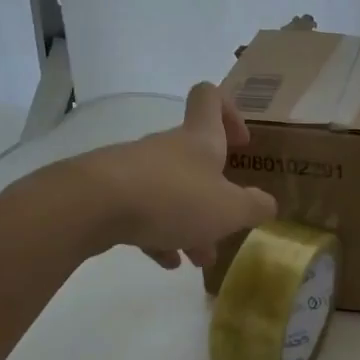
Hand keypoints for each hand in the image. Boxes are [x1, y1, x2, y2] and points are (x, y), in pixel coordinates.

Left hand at [75, 83, 277, 266]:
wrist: (91, 206)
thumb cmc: (172, 198)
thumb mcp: (229, 209)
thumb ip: (254, 207)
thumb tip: (268, 204)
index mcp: (199, 140)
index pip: (210, 98)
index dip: (229, 111)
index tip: (241, 142)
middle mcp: (168, 147)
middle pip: (196, 159)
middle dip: (215, 194)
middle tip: (226, 225)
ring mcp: (136, 169)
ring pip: (171, 191)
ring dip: (189, 222)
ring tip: (198, 258)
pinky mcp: (110, 193)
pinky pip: (143, 210)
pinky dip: (158, 233)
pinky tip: (165, 261)